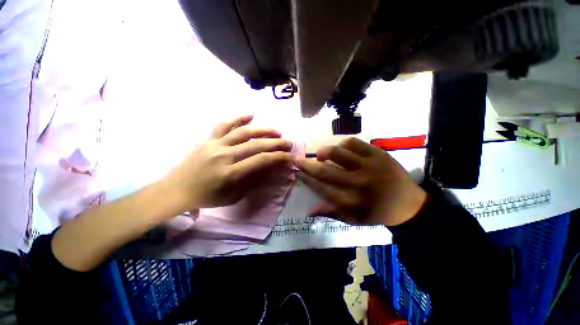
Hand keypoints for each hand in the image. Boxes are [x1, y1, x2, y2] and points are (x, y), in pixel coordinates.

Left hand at [162, 115, 293, 212]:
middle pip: (256, 145)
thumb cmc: (208, 197)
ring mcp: (215, 145)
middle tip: (288, 143)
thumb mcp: (234, 195)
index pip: (261, 161)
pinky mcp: (208, 139)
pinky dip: (238, 118)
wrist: (177, 190)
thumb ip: (253, 180)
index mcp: (231, 174)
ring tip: (276, 130)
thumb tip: (270, 168)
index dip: (279, 157)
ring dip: (263, 130)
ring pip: (243, 132)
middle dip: (276, 143)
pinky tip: (250, 115)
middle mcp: (224, 156)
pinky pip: (223, 125)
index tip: (290, 156)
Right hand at [295, 138, 426, 225]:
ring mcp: (368, 165)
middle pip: (324, 171)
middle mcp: (357, 183)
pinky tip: (340, 149)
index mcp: (351, 201)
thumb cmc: (377, 212)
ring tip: (320, 155)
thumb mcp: (354, 219)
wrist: (409, 203)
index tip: (298, 172)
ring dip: (323, 152)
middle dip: (306, 164)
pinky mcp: (377, 153)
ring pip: (337, 153)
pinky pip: (353, 142)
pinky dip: (342, 144)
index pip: (320, 188)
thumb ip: (331, 212)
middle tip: (297, 159)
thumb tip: (309, 211)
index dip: (306, 179)